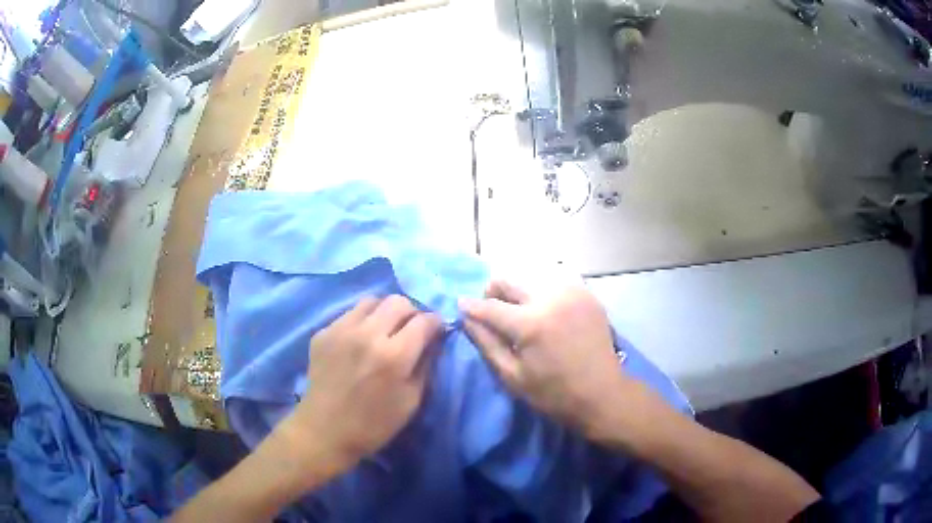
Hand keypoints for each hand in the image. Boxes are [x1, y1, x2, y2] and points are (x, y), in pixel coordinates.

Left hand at [283, 296, 441, 478]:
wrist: (324, 431)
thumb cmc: (374, 425)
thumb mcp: (411, 401)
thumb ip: (425, 365)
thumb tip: (433, 340)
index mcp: (394, 356)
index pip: (424, 321)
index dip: (436, 324)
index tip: (436, 332)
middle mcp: (367, 334)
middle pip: (399, 302)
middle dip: (412, 313)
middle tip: (411, 331)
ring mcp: (340, 330)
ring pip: (372, 301)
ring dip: (385, 312)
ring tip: (385, 331)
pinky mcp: (323, 332)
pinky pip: (350, 314)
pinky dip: (362, 322)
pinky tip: (360, 342)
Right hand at [460, 281, 634, 438]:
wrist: (603, 393)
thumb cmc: (554, 393)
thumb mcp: (513, 376)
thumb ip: (487, 344)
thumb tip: (467, 319)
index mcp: (530, 324)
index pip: (490, 306)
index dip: (471, 306)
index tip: (460, 305)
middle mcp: (550, 299)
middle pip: (510, 281)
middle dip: (494, 292)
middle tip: (492, 309)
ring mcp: (572, 293)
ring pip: (532, 281)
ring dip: (519, 294)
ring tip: (521, 315)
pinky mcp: (586, 295)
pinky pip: (555, 285)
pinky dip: (543, 296)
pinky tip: (546, 314)